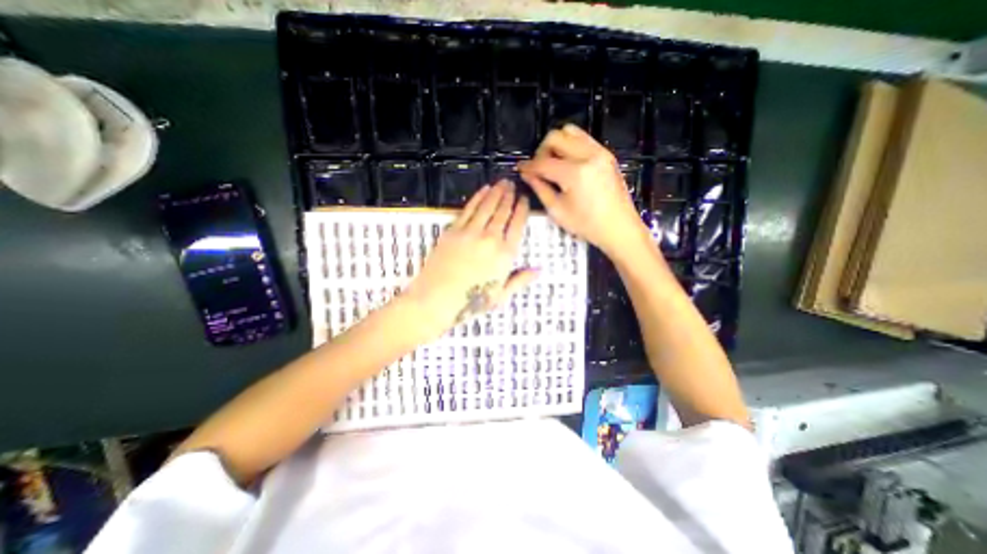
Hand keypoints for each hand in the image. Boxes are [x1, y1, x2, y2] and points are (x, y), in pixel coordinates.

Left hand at [402, 181, 537, 337]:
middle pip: (503, 211)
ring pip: (487, 206)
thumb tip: (539, 270)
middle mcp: (490, 239)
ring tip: (502, 182)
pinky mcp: (453, 230)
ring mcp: (470, 232)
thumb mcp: (501, 295)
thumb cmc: (471, 302)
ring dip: (496, 192)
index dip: (521, 210)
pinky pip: (469, 209)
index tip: (523, 199)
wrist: (436, 300)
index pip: (517, 225)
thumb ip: (520, 280)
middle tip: (513, 184)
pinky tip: (483, 190)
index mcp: (505, 254)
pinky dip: (478, 198)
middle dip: (509, 195)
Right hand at [518, 123, 649, 257]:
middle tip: (538, 168)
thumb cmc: (587, 225)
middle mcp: (588, 155)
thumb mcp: (558, 211)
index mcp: (575, 173)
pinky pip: (583, 138)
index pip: (543, 162)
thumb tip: (527, 174)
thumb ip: (540, 188)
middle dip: (541, 150)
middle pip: (556, 136)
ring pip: (571, 132)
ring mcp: (600, 152)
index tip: (520, 169)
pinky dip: (570, 145)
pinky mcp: (607, 154)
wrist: (619, 227)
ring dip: (557, 144)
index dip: (528, 166)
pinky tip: (568, 163)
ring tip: (553, 163)